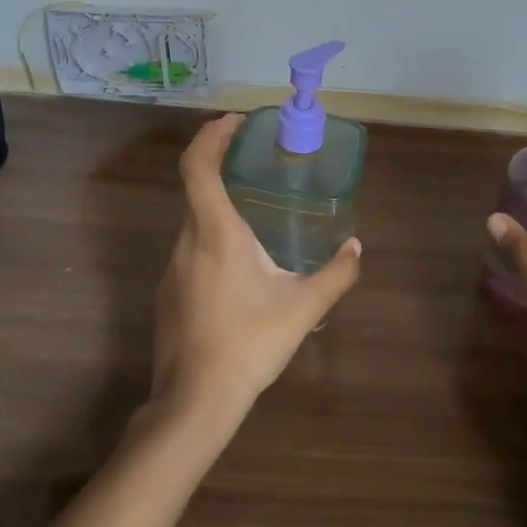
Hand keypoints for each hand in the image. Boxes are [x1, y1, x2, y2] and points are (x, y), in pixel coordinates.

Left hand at [150, 115, 362, 430]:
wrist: (194, 403)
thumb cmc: (248, 343)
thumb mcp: (303, 308)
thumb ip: (337, 274)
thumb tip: (357, 247)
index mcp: (216, 232)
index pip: (198, 165)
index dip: (212, 134)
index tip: (236, 122)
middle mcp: (187, 241)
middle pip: (196, 189)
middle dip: (223, 167)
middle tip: (257, 164)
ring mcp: (172, 269)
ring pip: (195, 222)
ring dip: (221, 208)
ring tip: (258, 218)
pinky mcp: (169, 294)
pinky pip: (192, 251)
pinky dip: (214, 240)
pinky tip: (241, 271)